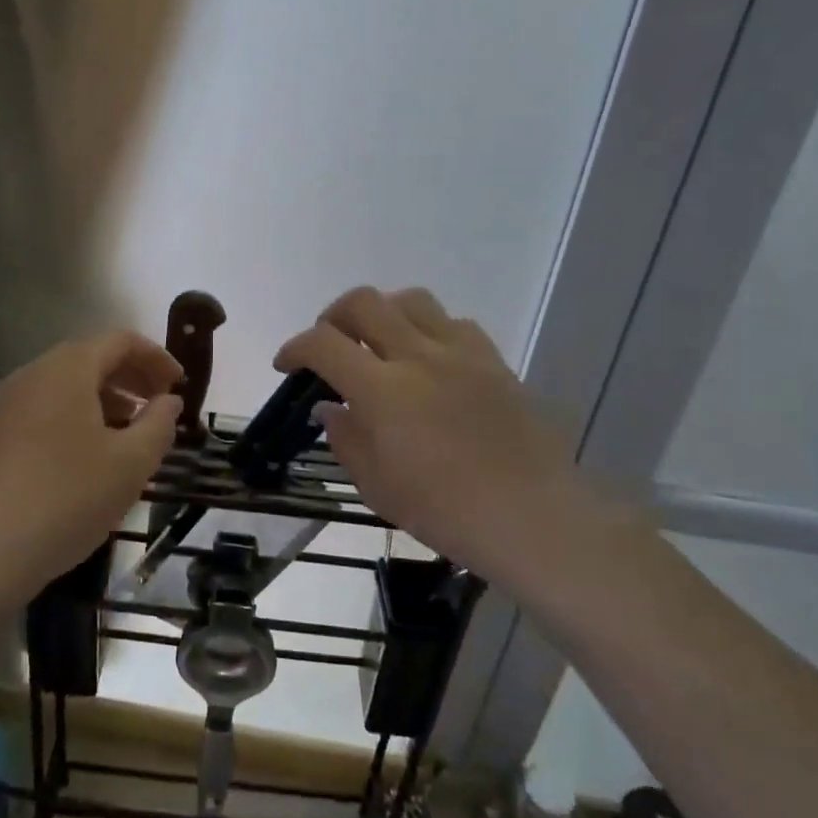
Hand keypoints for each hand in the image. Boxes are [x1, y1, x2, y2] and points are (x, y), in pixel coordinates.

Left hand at [0, 331, 182, 597]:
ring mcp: (6, 406)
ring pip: (66, 387)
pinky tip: (91, 457)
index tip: (180, 385)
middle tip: (161, 407)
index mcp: (67, 369)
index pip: (119, 340)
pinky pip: (45, 411)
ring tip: (131, 434)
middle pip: (90, 359)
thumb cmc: (68, 498)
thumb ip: (159, 424)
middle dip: (131, 378)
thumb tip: (168, 401)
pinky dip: (77, 419)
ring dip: (105, 400)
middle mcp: (32, 375)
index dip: (156, 357)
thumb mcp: (131, 463)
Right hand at [275, 287, 609, 589]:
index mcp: (383, 391)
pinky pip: (453, 323)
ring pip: (410, 300)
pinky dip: (428, 330)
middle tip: (329, 344)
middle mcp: (418, 357)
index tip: (286, 365)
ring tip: (378, 342)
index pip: (323, 344)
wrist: (531, 517)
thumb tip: (330, 407)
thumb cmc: (445, 511)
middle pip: (364, 302)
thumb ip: (345, 438)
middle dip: (333, 317)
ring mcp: (461, 354)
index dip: (295, 347)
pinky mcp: (493, 361)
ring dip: (382, 313)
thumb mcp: (376, 486)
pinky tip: (428, 359)